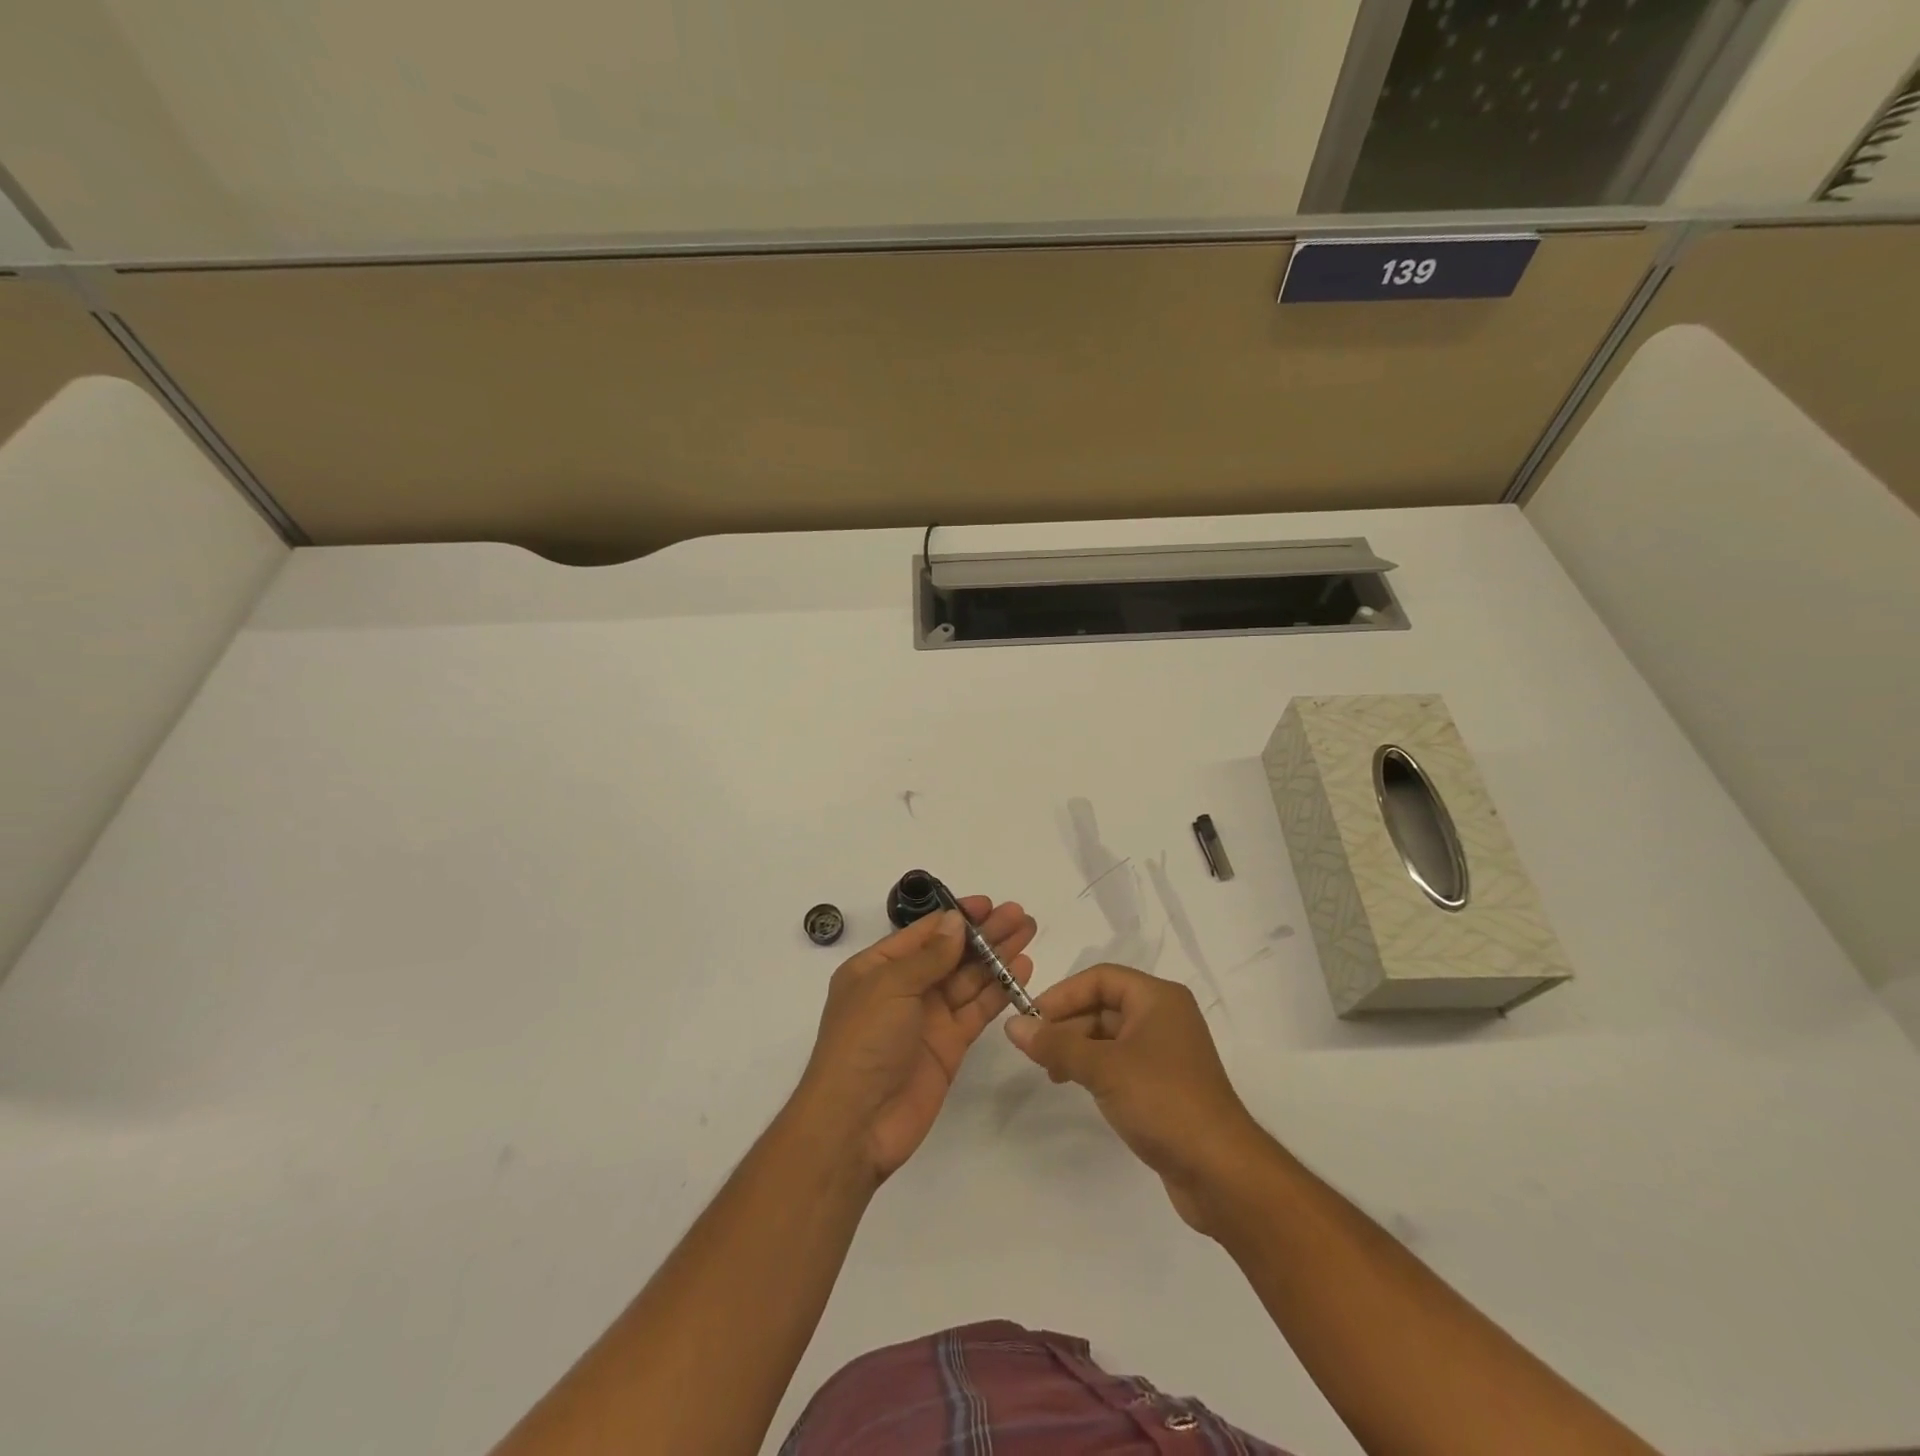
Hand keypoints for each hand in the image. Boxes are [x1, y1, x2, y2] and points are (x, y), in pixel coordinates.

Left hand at [796, 898, 1035, 1184]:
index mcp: (877, 968)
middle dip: (984, 933)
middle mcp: (903, 988)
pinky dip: (999, 989)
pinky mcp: (949, 1045)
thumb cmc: (863, 1043)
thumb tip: (956, 922)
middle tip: (1019, 915)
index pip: (923, 933)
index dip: (956, 917)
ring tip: (1028, 932)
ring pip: (968, 978)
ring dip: (997, 956)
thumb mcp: (890, 987)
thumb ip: (929, 956)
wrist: (857, 1123)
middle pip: (951, 953)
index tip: (988, 904)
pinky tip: (1022, 969)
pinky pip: (977, 1009)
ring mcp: (928, 1017)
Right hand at [1006, 963, 1266, 1234]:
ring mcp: (1166, 1053)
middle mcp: (1164, 1017)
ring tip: (1053, 1074)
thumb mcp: (1103, 1068)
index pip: (1100, 979)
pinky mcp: (1165, 1085)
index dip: (1063, 995)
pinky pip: (1121, 1062)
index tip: (1031, 1020)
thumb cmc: (1163, 1101)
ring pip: (1110, 1036)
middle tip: (1036, 1052)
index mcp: (1158, 999)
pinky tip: (1078, 1086)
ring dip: (1078, 1049)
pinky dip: (1096, 1068)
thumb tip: (1012, 1026)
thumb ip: (1056, 1044)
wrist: (1221, 1171)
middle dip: (1068, 1025)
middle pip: (1104, 1006)